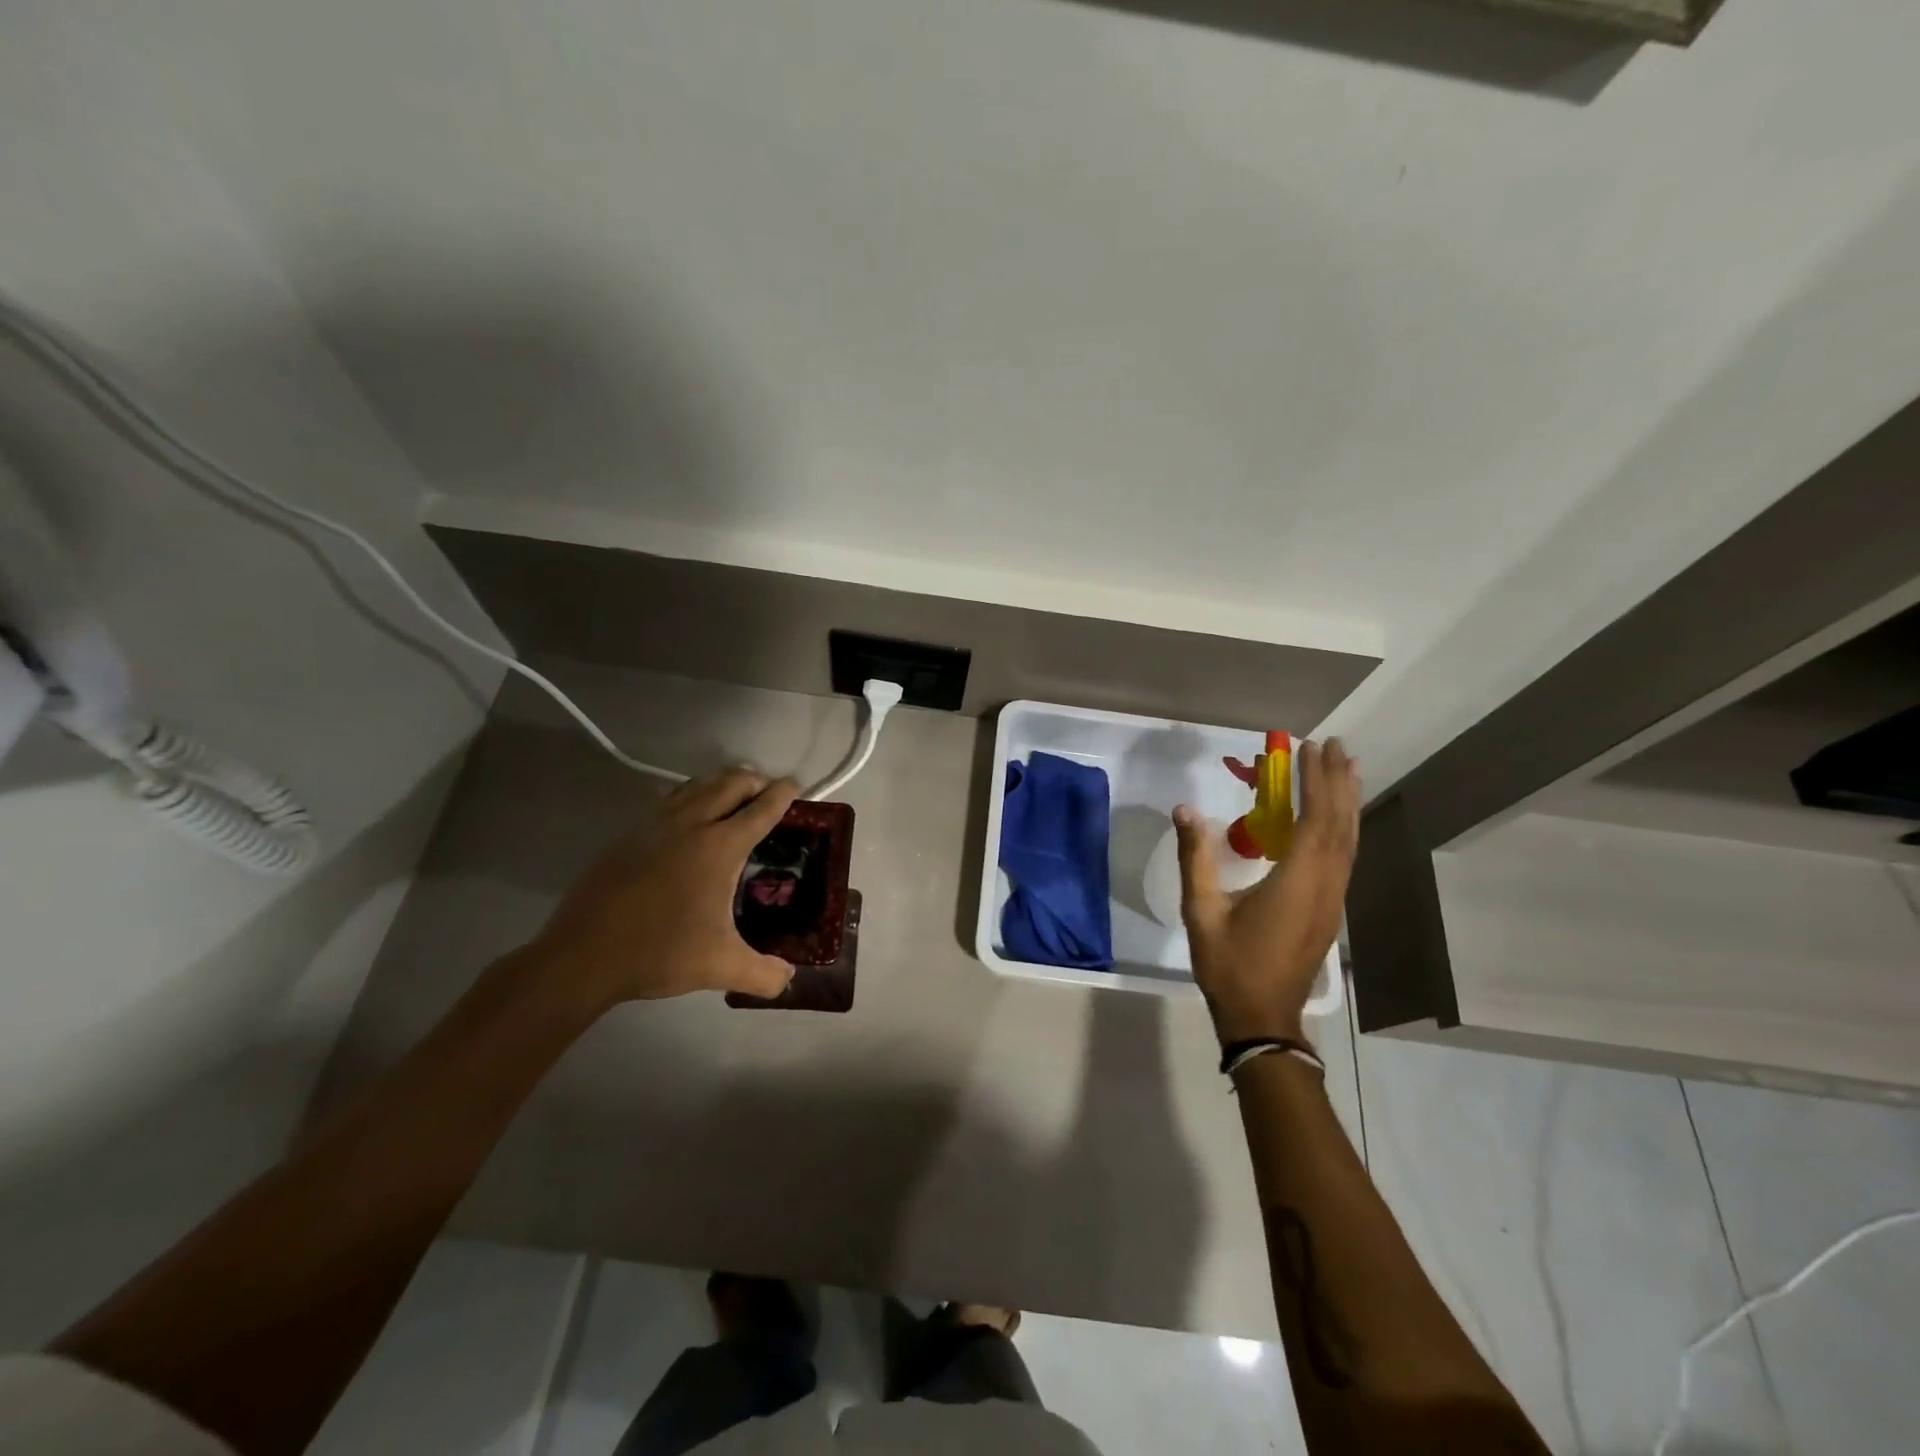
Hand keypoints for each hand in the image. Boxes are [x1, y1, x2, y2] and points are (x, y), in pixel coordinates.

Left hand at [532, 768, 798, 1008]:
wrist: (583, 955)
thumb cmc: (660, 953)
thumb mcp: (721, 968)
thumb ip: (763, 974)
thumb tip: (789, 979)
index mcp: (720, 847)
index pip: (761, 809)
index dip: (783, 794)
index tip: (795, 785)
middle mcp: (691, 824)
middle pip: (730, 783)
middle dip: (753, 780)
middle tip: (767, 791)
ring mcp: (655, 825)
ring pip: (696, 785)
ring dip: (720, 783)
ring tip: (732, 794)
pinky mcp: (629, 835)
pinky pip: (668, 800)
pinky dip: (688, 796)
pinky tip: (686, 815)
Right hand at [1174, 739, 1360, 1044]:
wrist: (1262, 1016)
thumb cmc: (1229, 964)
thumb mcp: (1201, 910)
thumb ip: (1195, 857)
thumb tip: (1185, 810)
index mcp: (1297, 881)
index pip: (1315, 819)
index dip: (1316, 780)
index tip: (1309, 747)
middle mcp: (1325, 884)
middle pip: (1341, 824)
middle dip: (1338, 781)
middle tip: (1334, 745)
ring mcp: (1333, 899)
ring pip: (1349, 841)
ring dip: (1347, 801)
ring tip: (1346, 768)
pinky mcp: (1329, 909)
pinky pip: (1344, 856)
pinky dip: (1344, 827)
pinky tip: (1337, 817)